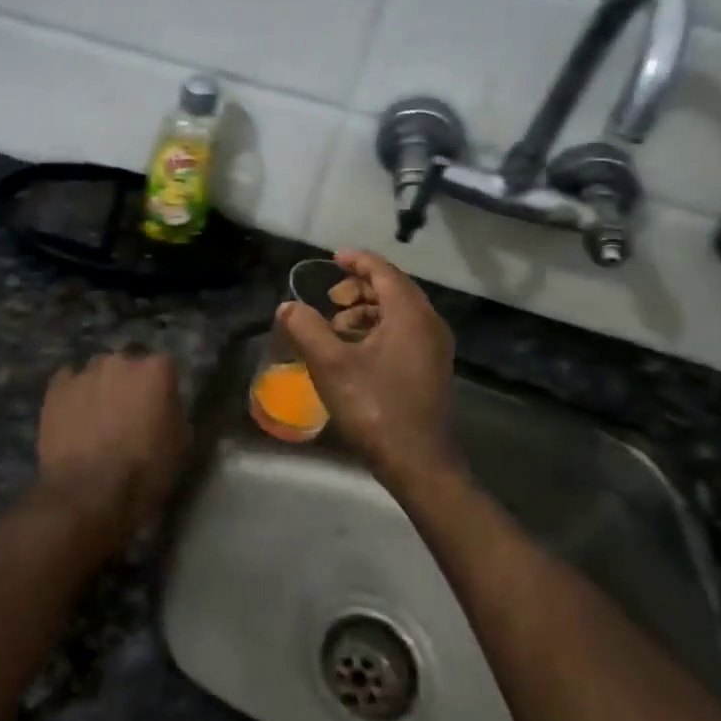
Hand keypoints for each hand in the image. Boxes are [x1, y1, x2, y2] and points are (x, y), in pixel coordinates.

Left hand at [34, 352, 189, 543]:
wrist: (89, 493)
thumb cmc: (144, 471)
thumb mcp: (181, 444)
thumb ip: (173, 412)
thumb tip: (163, 406)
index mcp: (156, 370)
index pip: (164, 366)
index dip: (161, 388)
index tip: (159, 408)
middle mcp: (120, 361)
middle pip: (128, 365)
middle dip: (129, 383)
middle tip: (127, 414)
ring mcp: (85, 372)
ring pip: (97, 373)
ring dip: (100, 388)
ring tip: (96, 419)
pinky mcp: (56, 388)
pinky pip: (68, 383)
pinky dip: (73, 395)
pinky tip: (73, 418)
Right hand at [279, 250, 459, 489]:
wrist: (417, 462)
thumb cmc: (374, 407)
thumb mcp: (330, 365)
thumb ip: (306, 328)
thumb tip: (287, 307)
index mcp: (410, 314)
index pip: (384, 271)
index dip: (357, 260)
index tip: (332, 258)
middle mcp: (429, 324)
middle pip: (393, 289)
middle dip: (358, 288)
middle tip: (329, 299)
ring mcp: (434, 348)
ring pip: (398, 312)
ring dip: (366, 311)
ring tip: (336, 327)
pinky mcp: (430, 368)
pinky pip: (404, 332)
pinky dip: (377, 329)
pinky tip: (353, 351)